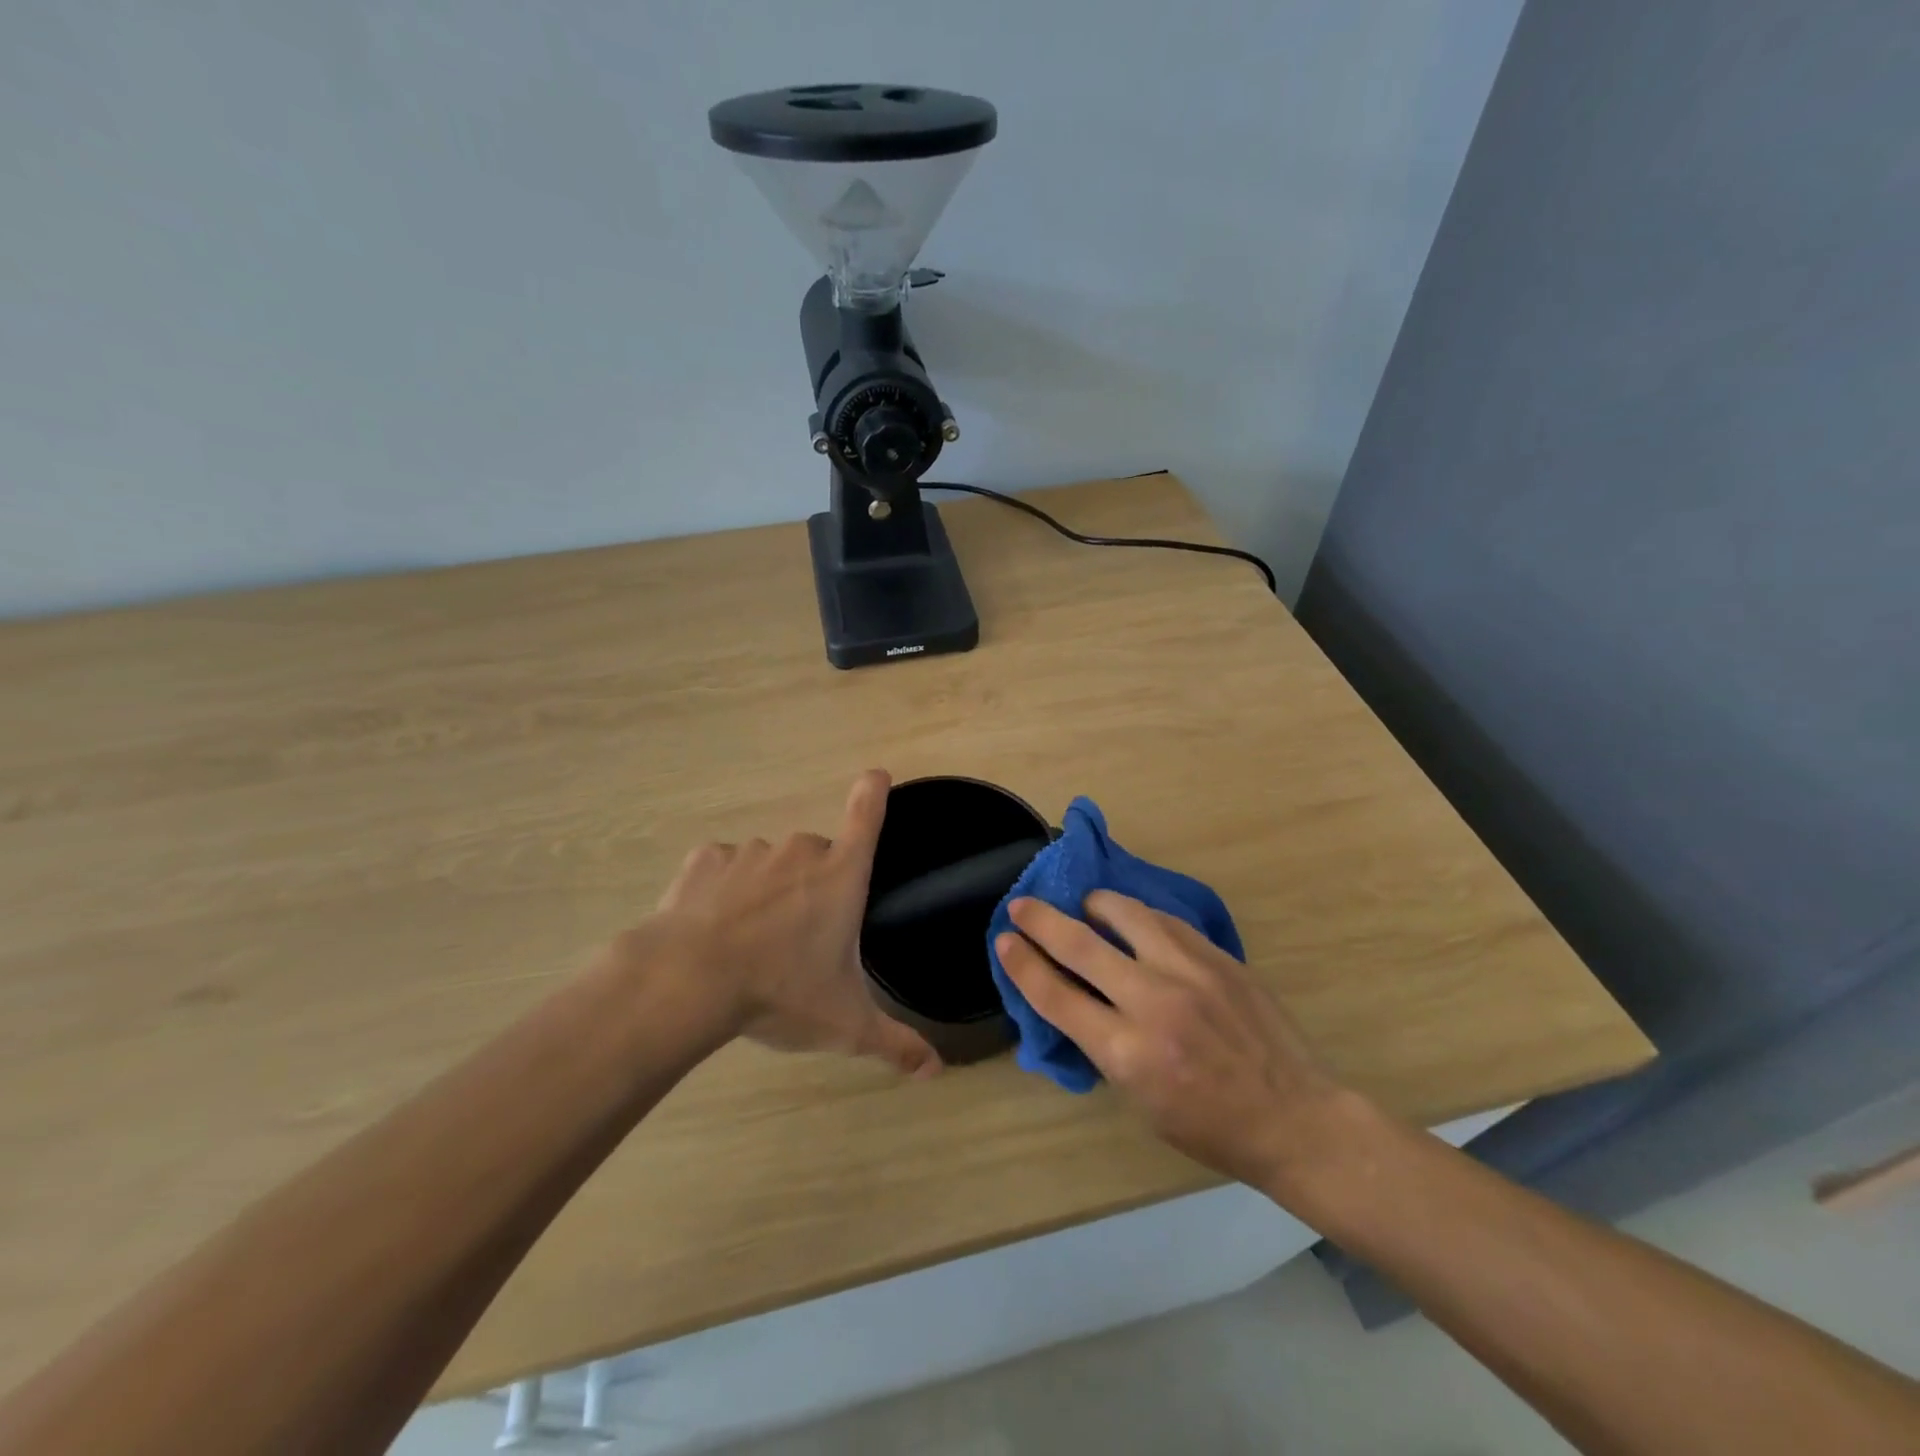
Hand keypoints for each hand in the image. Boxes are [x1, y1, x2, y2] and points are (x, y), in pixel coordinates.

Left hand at [638, 770, 938, 1076]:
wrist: (688, 981)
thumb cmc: (780, 992)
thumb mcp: (845, 1025)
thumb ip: (895, 1044)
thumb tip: (936, 1071)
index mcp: (840, 875)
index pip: (868, 814)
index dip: (874, 791)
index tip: (875, 776)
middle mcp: (800, 851)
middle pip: (817, 855)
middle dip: (812, 885)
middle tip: (797, 935)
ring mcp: (750, 852)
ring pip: (769, 863)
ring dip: (767, 890)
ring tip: (750, 940)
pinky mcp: (706, 860)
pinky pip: (725, 868)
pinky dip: (723, 889)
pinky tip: (713, 926)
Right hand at [996, 893, 1345, 1190]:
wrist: (1296, 1117)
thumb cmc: (1211, 1127)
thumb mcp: (1140, 1102)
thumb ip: (1104, 1045)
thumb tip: (1073, 998)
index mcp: (1128, 1054)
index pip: (1057, 996)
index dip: (1023, 964)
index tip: (1004, 940)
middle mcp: (1153, 1003)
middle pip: (1080, 945)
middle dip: (1041, 920)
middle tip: (1020, 904)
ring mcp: (1189, 972)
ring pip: (1124, 913)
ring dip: (1093, 905)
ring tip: (1085, 907)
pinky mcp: (1217, 956)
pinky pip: (1164, 920)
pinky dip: (1137, 916)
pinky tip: (1132, 921)